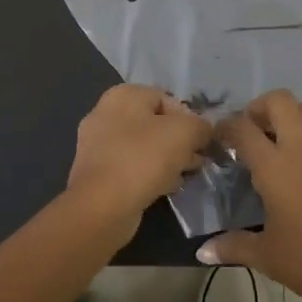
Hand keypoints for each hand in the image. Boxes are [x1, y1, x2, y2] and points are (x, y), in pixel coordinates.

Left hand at [67, 85, 213, 231]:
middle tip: (197, 160)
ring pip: (144, 148)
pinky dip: (150, 175)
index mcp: (123, 95)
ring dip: (168, 160)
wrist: (103, 206)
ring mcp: (97, 145)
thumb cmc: (144, 158)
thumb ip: (201, 126)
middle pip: (155, 124)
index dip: (190, 119)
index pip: (167, 99)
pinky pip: (132, 168)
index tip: (202, 141)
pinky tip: (166, 189)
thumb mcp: (185, 132)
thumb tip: (204, 132)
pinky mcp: (96, 174)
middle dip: (180, 142)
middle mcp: (105, 114)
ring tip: (185, 176)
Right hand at [200, 90, 301, 301]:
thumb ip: (233, 246)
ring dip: (290, 113)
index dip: (225, 126)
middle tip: (250, 131)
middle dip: (260, 107)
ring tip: (277, 138)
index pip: (243, 129)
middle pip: (280, 101)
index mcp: (275, 167)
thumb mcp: (267, 256)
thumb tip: (203, 252)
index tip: (217, 137)